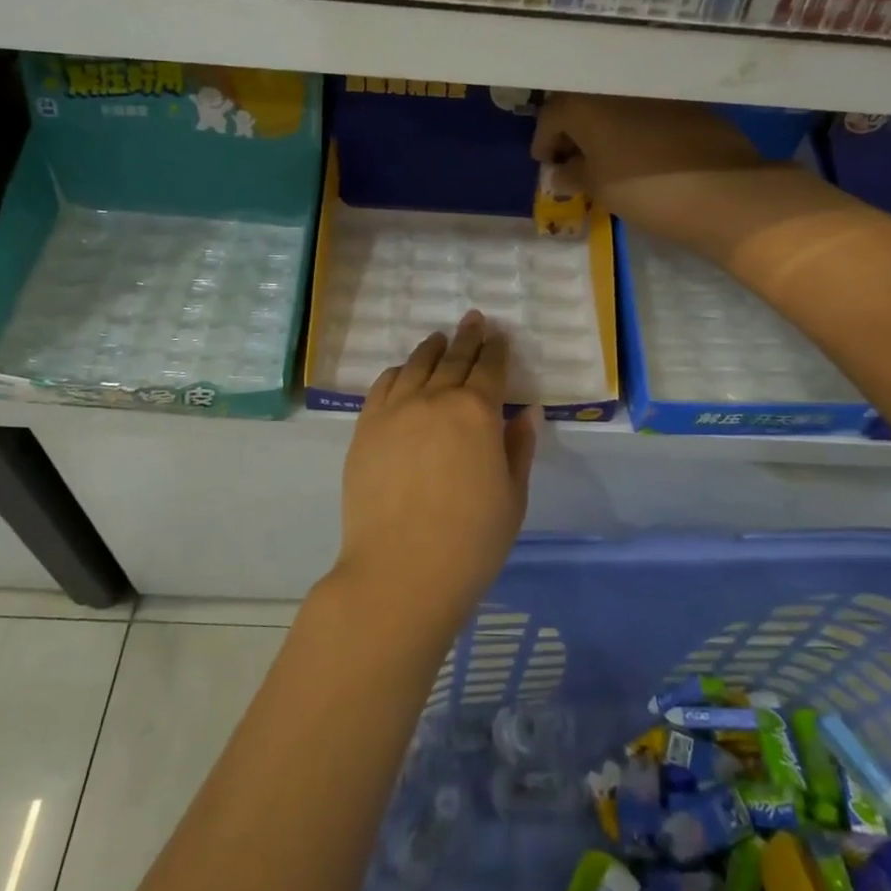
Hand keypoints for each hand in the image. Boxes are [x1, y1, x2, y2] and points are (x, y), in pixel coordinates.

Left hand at [334, 312, 538, 633]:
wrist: (400, 571)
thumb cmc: (471, 541)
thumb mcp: (512, 497)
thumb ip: (518, 448)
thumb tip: (525, 412)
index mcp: (477, 412)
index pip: (490, 368)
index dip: (497, 350)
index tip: (499, 336)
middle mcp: (435, 399)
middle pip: (453, 358)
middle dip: (468, 337)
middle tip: (474, 319)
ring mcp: (394, 410)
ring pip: (415, 366)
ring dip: (431, 348)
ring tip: (439, 339)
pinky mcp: (365, 428)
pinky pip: (383, 386)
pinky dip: (397, 372)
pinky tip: (402, 371)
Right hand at [531, 93, 802, 266]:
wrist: (722, 191)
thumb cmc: (645, 190)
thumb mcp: (599, 188)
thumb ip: (573, 175)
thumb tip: (560, 172)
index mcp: (585, 103)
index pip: (550, 116)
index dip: (544, 142)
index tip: (547, 164)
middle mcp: (615, 86)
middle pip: (582, 103)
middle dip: (573, 129)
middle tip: (572, 158)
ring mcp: (653, 89)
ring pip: (615, 104)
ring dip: (604, 126)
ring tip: (605, 156)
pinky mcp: (684, 100)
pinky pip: (645, 108)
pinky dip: (634, 125)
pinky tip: (639, 151)